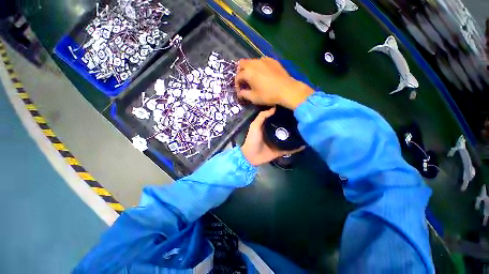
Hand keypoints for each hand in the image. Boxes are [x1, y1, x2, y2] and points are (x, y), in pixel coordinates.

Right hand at [235, 57, 313, 109]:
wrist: (286, 89)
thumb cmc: (268, 95)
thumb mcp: (254, 98)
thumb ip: (244, 94)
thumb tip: (240, 93)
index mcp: (248, 72)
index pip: (238, 76)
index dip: (237, 84)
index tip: (239, 90)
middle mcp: (254, 63)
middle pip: (242, 63)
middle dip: (240, 72)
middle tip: (244, 81)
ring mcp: (264, 60)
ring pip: (252, 61)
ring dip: (249, 69)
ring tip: (253, 77)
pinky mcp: (272, 60)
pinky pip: (261, 61)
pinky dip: (259, 67)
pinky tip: (263, 74)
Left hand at [241, 108, 304, 165]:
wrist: (251, 156)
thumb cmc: (252, 139)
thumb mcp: (255, 126)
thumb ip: (262, 116)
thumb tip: (274, 108)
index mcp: (268, 127)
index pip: (278, 119)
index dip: (284, 114)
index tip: (293, 109)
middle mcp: (275, 133)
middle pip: (285, 128)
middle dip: (293, 124)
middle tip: (304, 119)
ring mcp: (278, 142)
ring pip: (289, 137)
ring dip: (297, 135)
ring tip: (307, 129)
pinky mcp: (281, 151)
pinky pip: (290, 148)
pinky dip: (297, 147)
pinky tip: (306, 143)